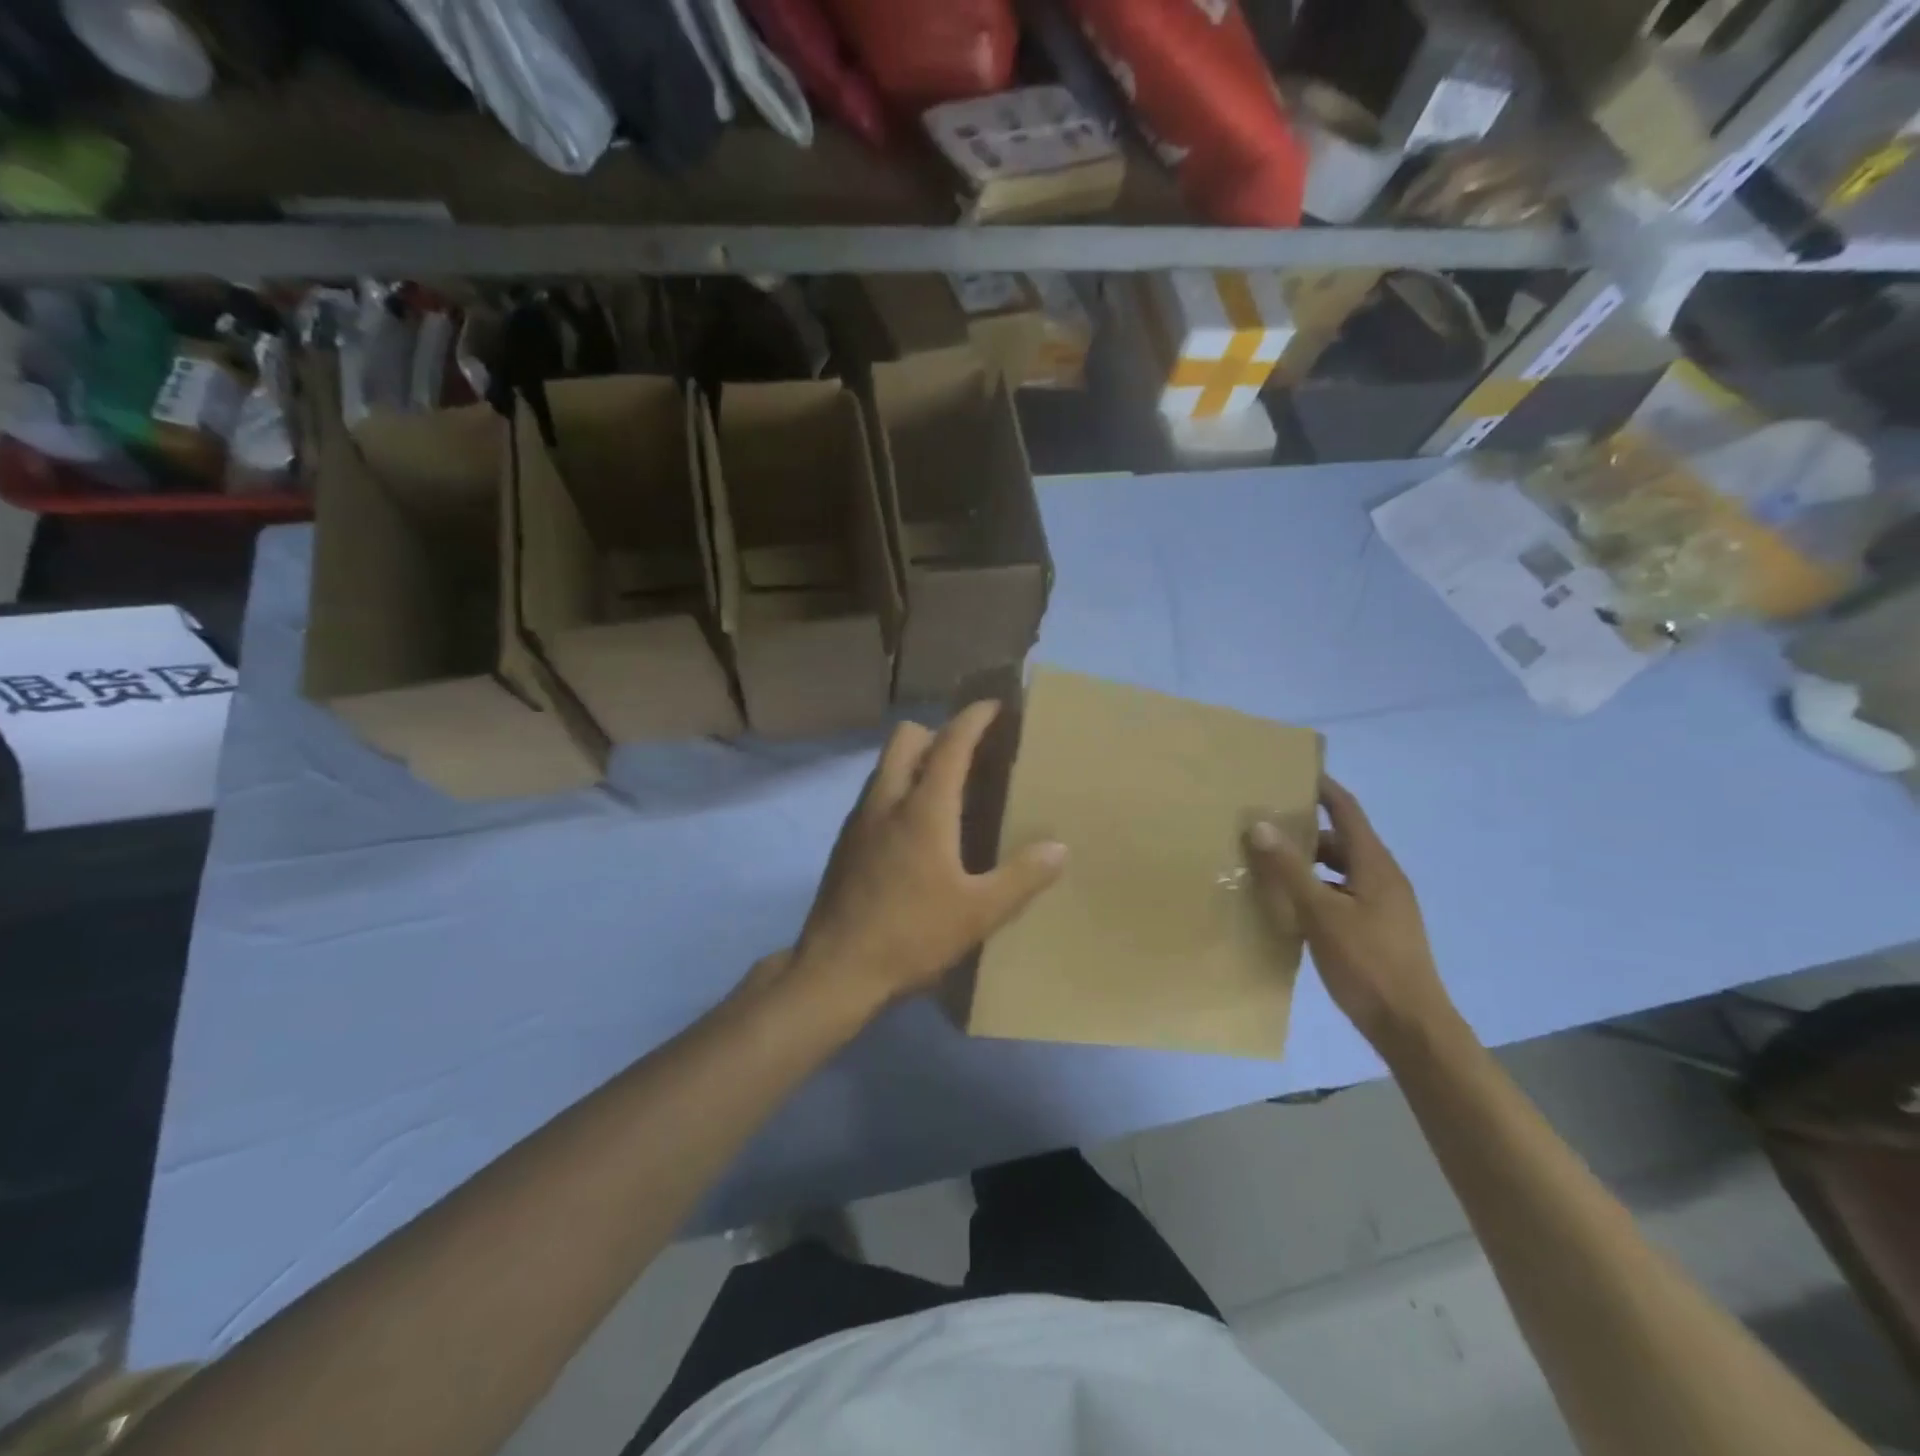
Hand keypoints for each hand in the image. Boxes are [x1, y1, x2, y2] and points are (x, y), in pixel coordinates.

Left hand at [790, 701, 1066, 1014]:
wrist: (836, 969)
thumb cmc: (911, 935)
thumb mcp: (979, 913)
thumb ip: (1022, 877)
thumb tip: (1059, 848)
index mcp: (923, 808)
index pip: (951, 743)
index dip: (974, 718)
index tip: (995, 706)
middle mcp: (886, 800)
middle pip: (905, 737)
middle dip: (938, 732)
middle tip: (969, 756)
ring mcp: (859, 819)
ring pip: (886, 765)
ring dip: (915, 760)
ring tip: (946, 790)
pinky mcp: (844, 842)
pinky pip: (875, 793)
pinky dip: (897, 789)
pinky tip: (914, 830)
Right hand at [1244, 777, 1457, 1049]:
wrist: (1411, 1027)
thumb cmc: (1367, 963)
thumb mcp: (1320, 913)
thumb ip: (1289, 869)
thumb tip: (1259, 824)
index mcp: (1375, 865)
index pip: (1347, 811)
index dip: (1322, 788)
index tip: (1290, 772)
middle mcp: (1381, 878)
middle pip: (1339, 840)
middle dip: (1302, 831)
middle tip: (1261, 826)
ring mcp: (1381, 906)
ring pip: (1337, 871)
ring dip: (1306, 864)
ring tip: (1265, 866)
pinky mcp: (1375, 930)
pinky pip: (1339, 895)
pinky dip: (1313, 891)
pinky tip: (1287, 907)